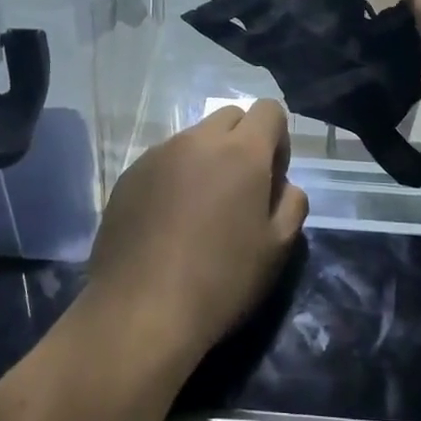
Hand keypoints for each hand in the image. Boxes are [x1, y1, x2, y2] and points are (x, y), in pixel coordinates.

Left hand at [83, 102, 308, 374]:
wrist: (140, 310)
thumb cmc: (221, 280)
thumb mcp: (278, 248)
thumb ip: (292, 204)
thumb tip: (283, 185)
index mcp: (241, 151)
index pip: (269, 110)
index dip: (278, 139)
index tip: (272, 178)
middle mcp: (197, 140)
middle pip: (230, 117)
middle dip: (243, 142)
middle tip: (240, 191)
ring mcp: (157, 155)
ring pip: (194, 138)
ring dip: (206, 159)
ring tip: (200, 210)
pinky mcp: (128, 175)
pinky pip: (163, 160)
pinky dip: (174, 176)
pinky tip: (168, 222)